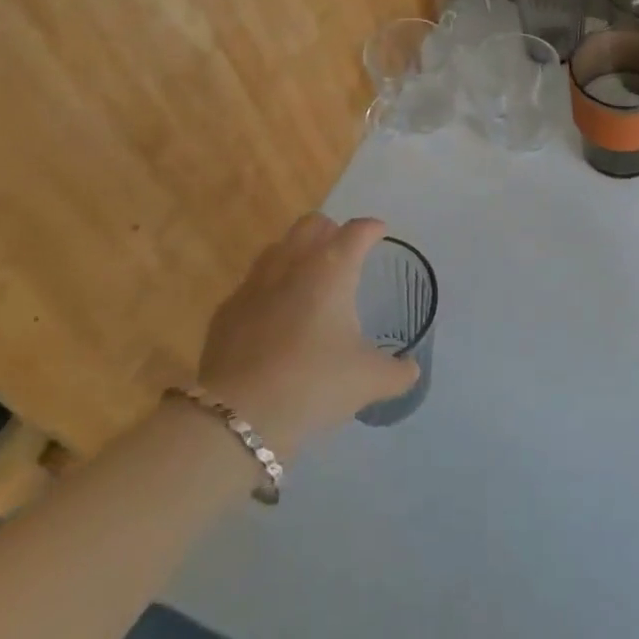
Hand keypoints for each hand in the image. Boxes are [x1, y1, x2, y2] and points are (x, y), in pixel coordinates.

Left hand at [197, 214, 417, 455]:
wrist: (239, 414)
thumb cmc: (314, 383)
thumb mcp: (369, 381)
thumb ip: (397, 372)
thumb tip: (411, 370)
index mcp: (331, 269)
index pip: (356, 231)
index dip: (371, 229)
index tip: (380, 232)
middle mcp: (292, 264)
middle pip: (312, 224)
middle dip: (330, 230)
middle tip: (343, 251)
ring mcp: (254, 284)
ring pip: (278, 248)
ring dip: (296, 254)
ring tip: (309, 279)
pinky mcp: (227, 310)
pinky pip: (252, 285)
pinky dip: (268, 289)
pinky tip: (274, 316)